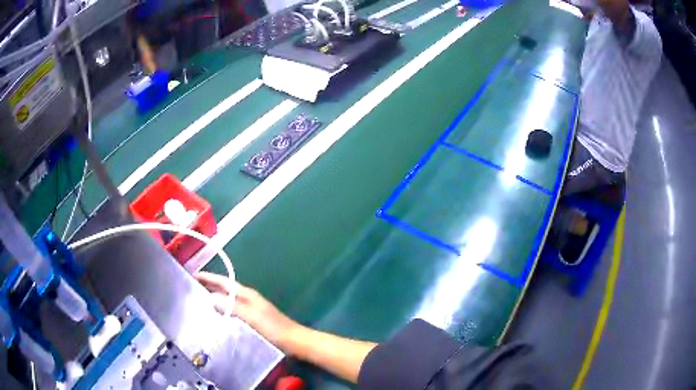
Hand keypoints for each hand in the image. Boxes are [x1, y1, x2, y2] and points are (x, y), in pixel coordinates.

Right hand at [194, 272, 300, 349]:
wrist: (293, 341)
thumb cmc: (274, 328)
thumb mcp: (252, 316)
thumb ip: (233, 306)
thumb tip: (211, 297)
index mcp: (247, 294)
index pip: (224, 282)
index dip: (209, 277)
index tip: (193, 275)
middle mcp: (248, 299)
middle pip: (225, 290)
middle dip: (210, 286)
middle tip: (192, 288)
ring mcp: (250, 309)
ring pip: (228, 300)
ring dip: (215, 299)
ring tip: (199, 302)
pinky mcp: (252, 320)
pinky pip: (232, 311)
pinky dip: (222, 310)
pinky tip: (216, 318)